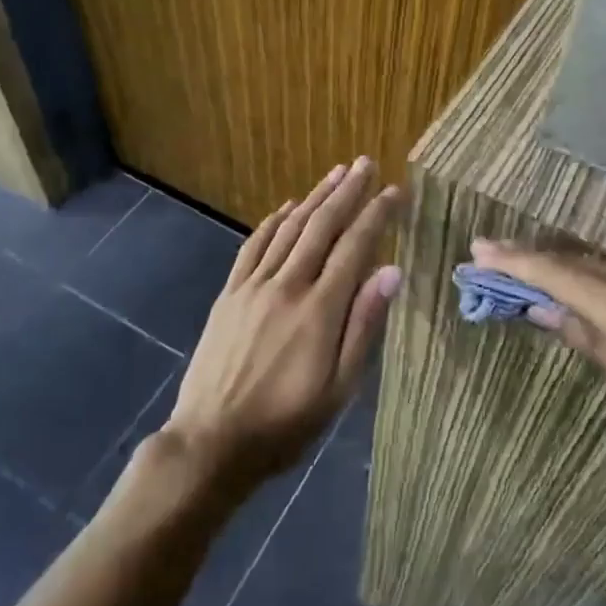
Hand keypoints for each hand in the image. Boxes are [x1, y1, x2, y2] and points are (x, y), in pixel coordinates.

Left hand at [164, 160, 402, 489]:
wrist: (211, 442)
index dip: (376, 215)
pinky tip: (287, 207)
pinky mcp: (230, 294)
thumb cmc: (286, 424)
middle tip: (366, 163)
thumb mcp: (339, 388)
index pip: (355, 247)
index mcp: (320, 309)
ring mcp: (254, 286)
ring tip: (336, 173)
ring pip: (289, 229)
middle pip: (322, 226)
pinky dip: (273, 221)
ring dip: (314, 197)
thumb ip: (364, 326)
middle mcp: (288, 285)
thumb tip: (391, 272)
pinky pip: (253, 246)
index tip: (394, 191)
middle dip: (347, 192)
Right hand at [470, 240, 605, 481]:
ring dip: (556, 264)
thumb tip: (544, 310)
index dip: (514, 261)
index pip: (557, 273)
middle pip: (574, 261)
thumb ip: (595, 345)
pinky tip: (576, 285)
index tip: (477, 251)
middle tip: (486, 257)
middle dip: (528, 257)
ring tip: (519, 269)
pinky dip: (587, 274)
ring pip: (597, 265)